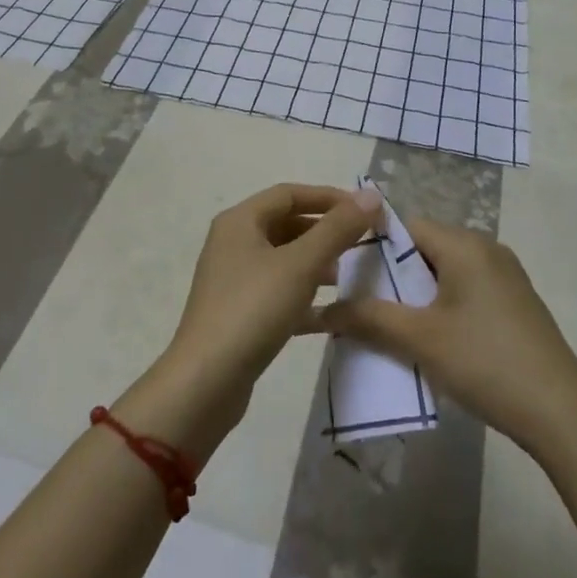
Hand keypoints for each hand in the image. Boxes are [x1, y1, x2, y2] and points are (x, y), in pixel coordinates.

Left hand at [127, 183, 379, 458]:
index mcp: (240, 221)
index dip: (328, 198)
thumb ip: (338, 229)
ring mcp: (233, 280)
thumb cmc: (253, 310)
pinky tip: (331, 314)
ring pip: (283, 260)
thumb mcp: (301, 265)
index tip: (363, 211)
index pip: (289, 194)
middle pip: (286, 224)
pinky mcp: (239, 313)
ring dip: (316, 263)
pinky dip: (304, 296)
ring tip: (346, 276)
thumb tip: (371, 195)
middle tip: (360, 244)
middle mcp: (233, 243)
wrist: (205, 383)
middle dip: (324, 232)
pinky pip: (278, 292)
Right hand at [319, 216, 576, 461]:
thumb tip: (325, 309)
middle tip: (366, 308)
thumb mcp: (421, 339)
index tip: (350, 278)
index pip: (406, 227)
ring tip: (392, 328)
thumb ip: (371, 318)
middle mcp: (486, 248)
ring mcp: (506, 275)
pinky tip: (433, 341)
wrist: (561, 411)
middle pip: (426, 249)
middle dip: (394, 276)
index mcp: (464, 244)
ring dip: (418, 296)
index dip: (374, 248)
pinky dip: (443, 306)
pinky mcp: (516, 302)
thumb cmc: (485, 361)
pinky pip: (467, 290)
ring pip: (446, 272)